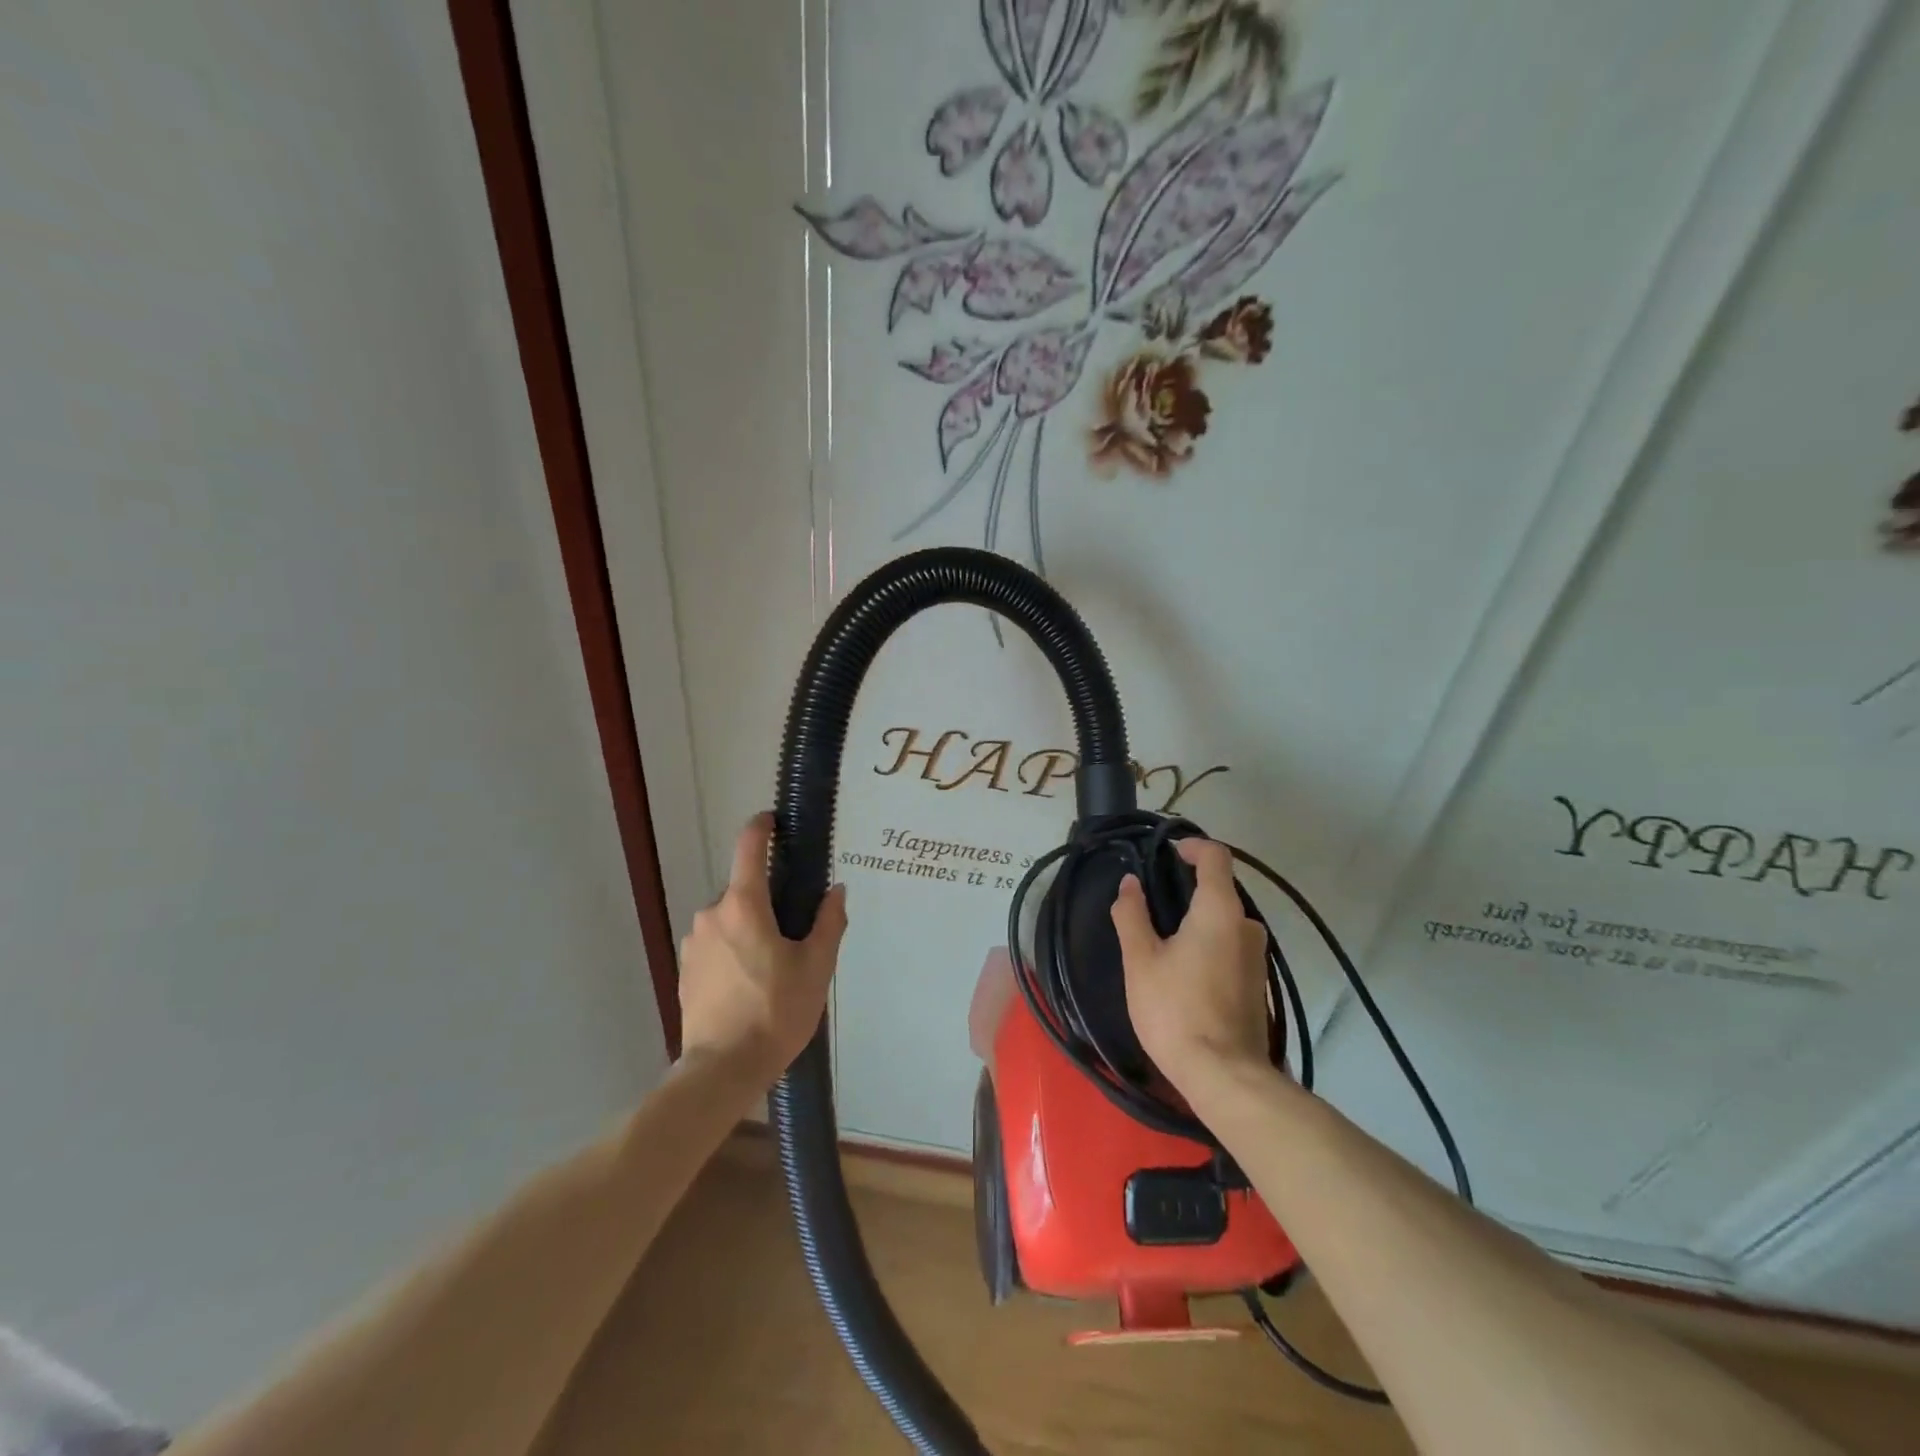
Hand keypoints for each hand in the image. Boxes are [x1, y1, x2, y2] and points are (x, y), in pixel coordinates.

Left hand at [678, 813, 847, 1084]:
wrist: (722, 1069)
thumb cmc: (776, 1012)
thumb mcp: (816, 967)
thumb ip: (828, 922)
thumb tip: (836, 890)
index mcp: (743, 905)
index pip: (749, 847)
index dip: (762, 827)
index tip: (774, 820)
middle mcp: (711, 914)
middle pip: (743, 891)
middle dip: (767, 901)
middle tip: (794, 933)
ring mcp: (693, 942)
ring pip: (729, 919)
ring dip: (749, 928)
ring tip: (773, 967)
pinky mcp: (684, 969)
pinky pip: (715, 944)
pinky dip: (733, 950)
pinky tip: (749, 984)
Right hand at [1110, 837, 1270, 1094]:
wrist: (1224, 1076)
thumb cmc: (1176, 1010)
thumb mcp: (1141, 960)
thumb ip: (1132, 915)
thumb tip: (1130, 883)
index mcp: (1220, 910)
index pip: (1216, 856)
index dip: (1192, 846)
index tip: (1167, 852)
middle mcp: (1247, 925)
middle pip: (1221, 888)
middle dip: (1188, 887)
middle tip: (1152, 900)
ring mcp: (1257, 956)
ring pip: (1226, 920)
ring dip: (1198, 918)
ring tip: (1163, 937)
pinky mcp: (1258, 982)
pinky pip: (1232, 945)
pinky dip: (1210, 942)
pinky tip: (1184, 967)